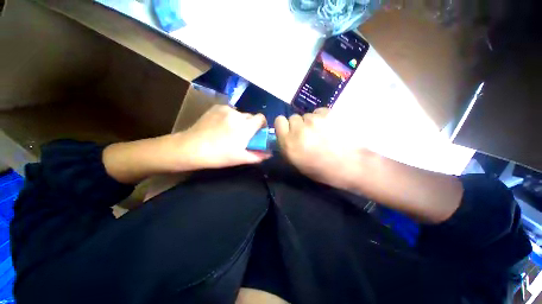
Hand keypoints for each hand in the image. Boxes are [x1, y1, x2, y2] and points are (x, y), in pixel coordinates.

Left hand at [173, 105, 270, 169]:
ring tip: (229, 131)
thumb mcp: (240, 158)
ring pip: (240, 114)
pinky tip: (221, 126)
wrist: (190, 148)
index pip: (261, 118)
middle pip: (251, 116)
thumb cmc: (218, 156)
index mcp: (246, 127)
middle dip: (250, 125)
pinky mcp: (217, 107)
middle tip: (243, 135)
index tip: (257, 133)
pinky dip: (230, 118)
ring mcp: (226, 109)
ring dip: (240, 121)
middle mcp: (238, 115)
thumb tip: (270, 154)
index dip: (262, 125)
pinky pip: (230, 111)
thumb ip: (258, 156)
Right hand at [274, 108, 368, 190]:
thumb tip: (286, 135)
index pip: (279, 121)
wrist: (350, 165)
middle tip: (309, 134)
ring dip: (312, 122)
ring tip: (323, 132)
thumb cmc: (321, 169)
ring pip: (307, 115)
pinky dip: (323, 118)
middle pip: (293, 117)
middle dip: (299, 125)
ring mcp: (314, 120)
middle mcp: (299, 129)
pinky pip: (319, 111)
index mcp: (289, 143)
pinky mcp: (328, 113)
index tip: (291, 131)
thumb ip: (288, 146)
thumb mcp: (297, 162)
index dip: (285, 125)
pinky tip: (331, 128)